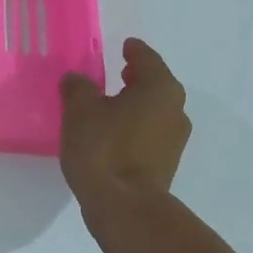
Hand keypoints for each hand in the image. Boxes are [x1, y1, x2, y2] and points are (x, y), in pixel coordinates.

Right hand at [59, 38, 190, 207]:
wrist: (124, 206)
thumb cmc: (103, 149)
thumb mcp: (80, 111)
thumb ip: (78, 88)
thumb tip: (77, 79)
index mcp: (159, 88)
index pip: (146, 59)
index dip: (133, 51)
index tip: (124, 45)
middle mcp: (175, 110)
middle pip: (155, 85)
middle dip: (136, 78)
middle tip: (117, 72)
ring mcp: (174, 140)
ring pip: (153, 111)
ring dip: (134, 105)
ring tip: (109, 105)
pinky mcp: (165, 163)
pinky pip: (149, 133)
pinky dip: (134, 127)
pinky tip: (112, 133)